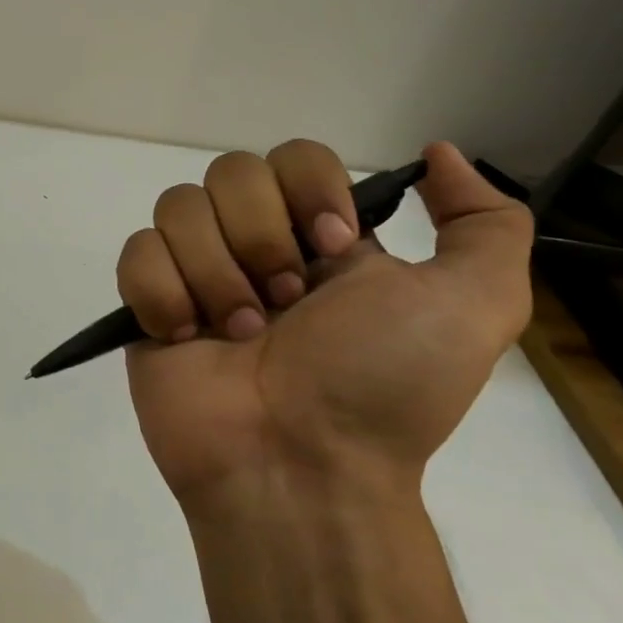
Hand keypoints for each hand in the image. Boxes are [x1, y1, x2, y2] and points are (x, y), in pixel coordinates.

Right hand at [118, 140, 532, 515]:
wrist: (300, 468)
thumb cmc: (381, 385)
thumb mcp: (477, 305)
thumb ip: (487, 222)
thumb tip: (437, 154)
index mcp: (321, 238)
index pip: (294, 156)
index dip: (308, 189)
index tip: (332, 247)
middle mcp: (257, 247)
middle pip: (230, 171)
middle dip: (259, 236)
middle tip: (284, 302)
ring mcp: (197, 275)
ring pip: (178, 207)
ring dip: (215, 272)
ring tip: (238, 333)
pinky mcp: (149, 307)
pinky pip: (136, 254)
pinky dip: (164, 293)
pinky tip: (189, 337)